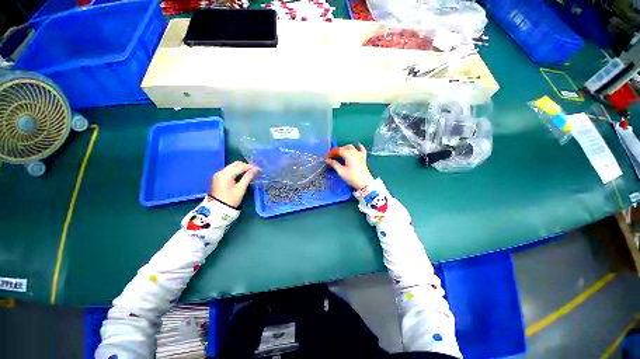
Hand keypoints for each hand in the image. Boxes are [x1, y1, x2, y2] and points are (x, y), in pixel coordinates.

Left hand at [211, 161, 258, 207]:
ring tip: (249, 172)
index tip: (258, 168)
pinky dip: (235, 171)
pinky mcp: (218, 178)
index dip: (250, 167)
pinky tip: (241, 175)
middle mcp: (221, 172)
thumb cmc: (231, 199)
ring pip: (231, 167)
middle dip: (245, 166)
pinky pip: (228, 171)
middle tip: (254, 170)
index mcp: (226, 174)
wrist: (218, 209)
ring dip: (240, 168)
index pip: (240, 167)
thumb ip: (248, 177)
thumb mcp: (241, 188)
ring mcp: (218, 174)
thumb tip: (255, 169)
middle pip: (235, 164)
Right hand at [326, 144, 373, 189]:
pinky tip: (358, 145)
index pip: (338, 150)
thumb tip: (327, 160)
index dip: (331, 153)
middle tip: (332, 156)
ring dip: (345, 148)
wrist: (365, 183)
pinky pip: (362, 149)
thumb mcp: (341, 171)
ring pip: (351, 147)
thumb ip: (334, 164)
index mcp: (348, 154)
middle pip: (344, 148)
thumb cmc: (352, 177)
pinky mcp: (363, 158)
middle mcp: (354, 152)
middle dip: (337, 150)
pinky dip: (359, 147)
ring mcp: (359, 154)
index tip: (326, 157)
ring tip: (340, 153)